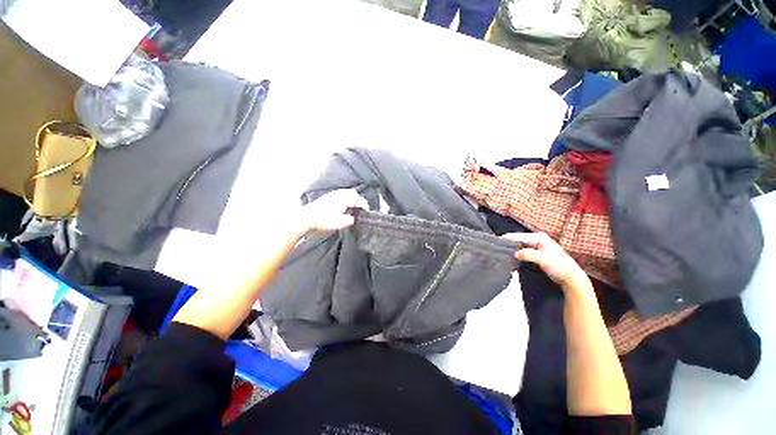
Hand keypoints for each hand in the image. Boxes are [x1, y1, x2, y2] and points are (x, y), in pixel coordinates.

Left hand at [301, 189, 368, 231]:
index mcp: (344, 199)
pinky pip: (341, 194)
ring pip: (347, 193)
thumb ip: (350, 220)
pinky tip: (343, 206)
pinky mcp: (327, 197)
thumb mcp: (340, 223)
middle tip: (362, 209)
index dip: (365, 206)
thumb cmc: (323, 220)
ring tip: (353, 207)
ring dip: (352, 199)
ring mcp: (333, 194)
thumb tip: (353, 218)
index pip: (359, 200)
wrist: (307, 218)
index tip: (368, 212)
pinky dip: (346, 198)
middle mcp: (339, 194)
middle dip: (359, 200)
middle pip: (354, 194)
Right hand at [503, 232, 589, 289]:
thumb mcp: (542, 259)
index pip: (518, 236)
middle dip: (509, 243)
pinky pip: (523, 250)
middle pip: (518, 239)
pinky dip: (517, 253)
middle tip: (497, 248)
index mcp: (539, 237)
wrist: (570, 277)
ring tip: (501, 252)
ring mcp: (537, 246)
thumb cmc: (559, 266)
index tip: (496, 242)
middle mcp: (537, 239)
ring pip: (520, 245)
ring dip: (512, 249)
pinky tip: (511, 257)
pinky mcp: (537, 253)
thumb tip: (515, 253)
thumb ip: (528, 254)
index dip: (507, 239)